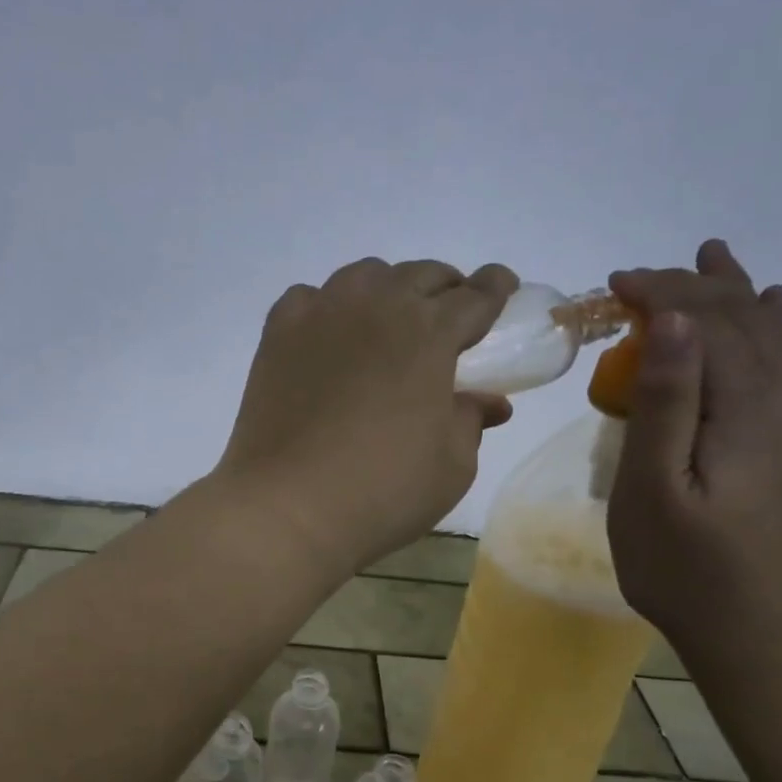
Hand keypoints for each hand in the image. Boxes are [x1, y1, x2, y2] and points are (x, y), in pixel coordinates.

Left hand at [215, 258, 517, 576]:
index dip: (495, 289)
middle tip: (450, 314)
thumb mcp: (452, 465)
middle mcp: (376, 306)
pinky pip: (310, 298)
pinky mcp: (278, 334)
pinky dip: (328, 307)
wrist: (287, 506)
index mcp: (429, 333)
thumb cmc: (382, 490)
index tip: (503, 287)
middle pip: (420, 276)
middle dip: (445, 288)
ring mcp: (321, 314)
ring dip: (388, 289)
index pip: (475, 296)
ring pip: (364, 277)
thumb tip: (489, 401)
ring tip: (390, 320)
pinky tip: (330, 334)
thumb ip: (471, 420)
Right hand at [606, 241, 781, 667]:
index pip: (709, 322)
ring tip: (713, 254)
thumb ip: (667, 402)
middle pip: (745, 320)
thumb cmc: (691, 572)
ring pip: (771, 338)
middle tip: (638, 277)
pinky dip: (765, 329)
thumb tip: (674, 321)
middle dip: (691, 287)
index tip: (612, 283)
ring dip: (733, 295)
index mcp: (755, 409)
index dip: (661, 293)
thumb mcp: (655, 491)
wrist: (775, 641)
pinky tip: (772, 310)